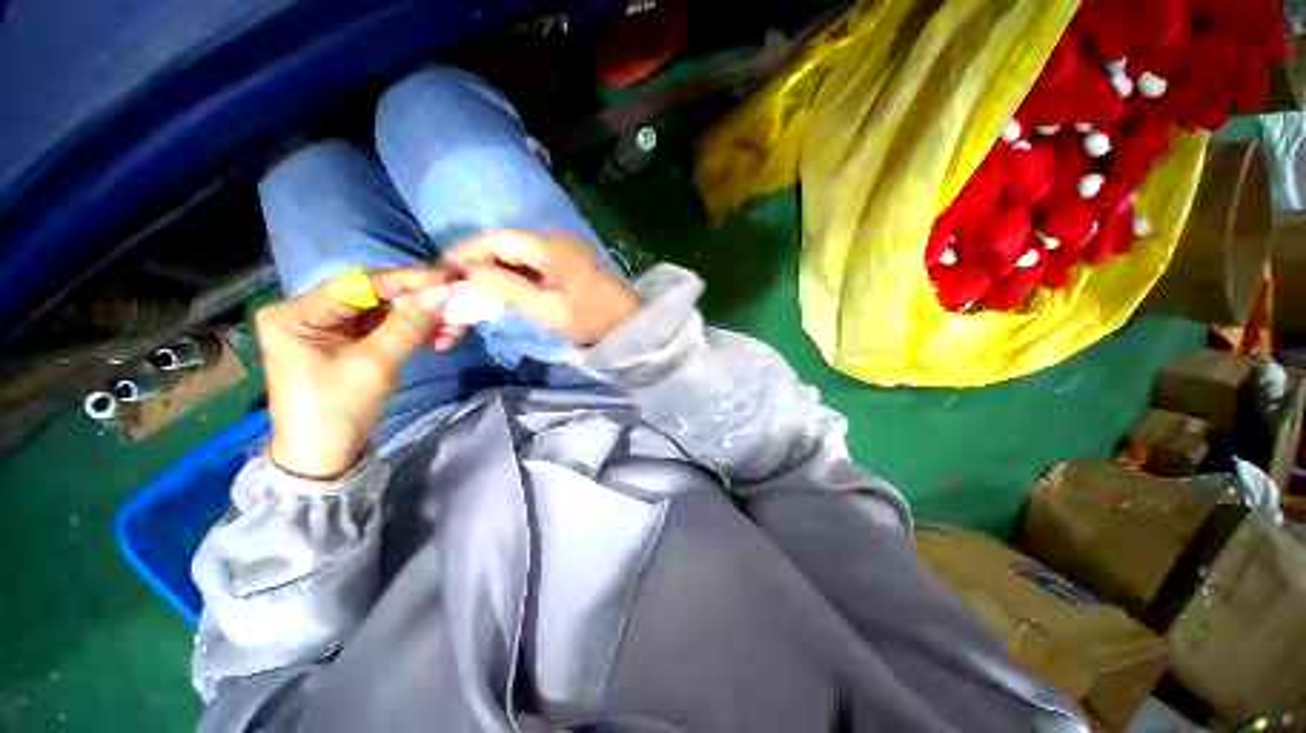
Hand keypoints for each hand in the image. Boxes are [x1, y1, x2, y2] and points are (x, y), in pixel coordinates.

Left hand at [256, 269, 464, 478]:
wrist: (326, 457)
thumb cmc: (336, 410)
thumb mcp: (373, 365)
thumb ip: (408, 325)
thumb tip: (444, 293)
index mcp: (296, 314)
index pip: (358, 285)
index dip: (406, 281)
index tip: (447, 280)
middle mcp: (312, 313)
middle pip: (376, 298)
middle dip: (421, 304)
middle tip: (458, 305)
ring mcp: (334, 329)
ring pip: (389, 313)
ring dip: (425, 320)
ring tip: (457, 327)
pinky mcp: (353, 344)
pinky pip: (391, 329)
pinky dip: (418, 333)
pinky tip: (443, 337)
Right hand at [452, 231, 643, 344]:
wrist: (628, 324)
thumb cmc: (592, 319)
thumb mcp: (547, 310)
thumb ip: (508, 289)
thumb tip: (471, 271)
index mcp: (548, 249)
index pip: (498, 239)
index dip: (469, 252)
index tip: (445, 271)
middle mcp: (552, 242)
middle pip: (505, 245)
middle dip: (479, 263)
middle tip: (457, 286)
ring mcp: (561, 252)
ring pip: (517, 255)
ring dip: (495, 271)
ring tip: (475, 292)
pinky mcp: (565, 264)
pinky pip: (531, 265)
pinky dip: (514, 276)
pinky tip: (503, 291)